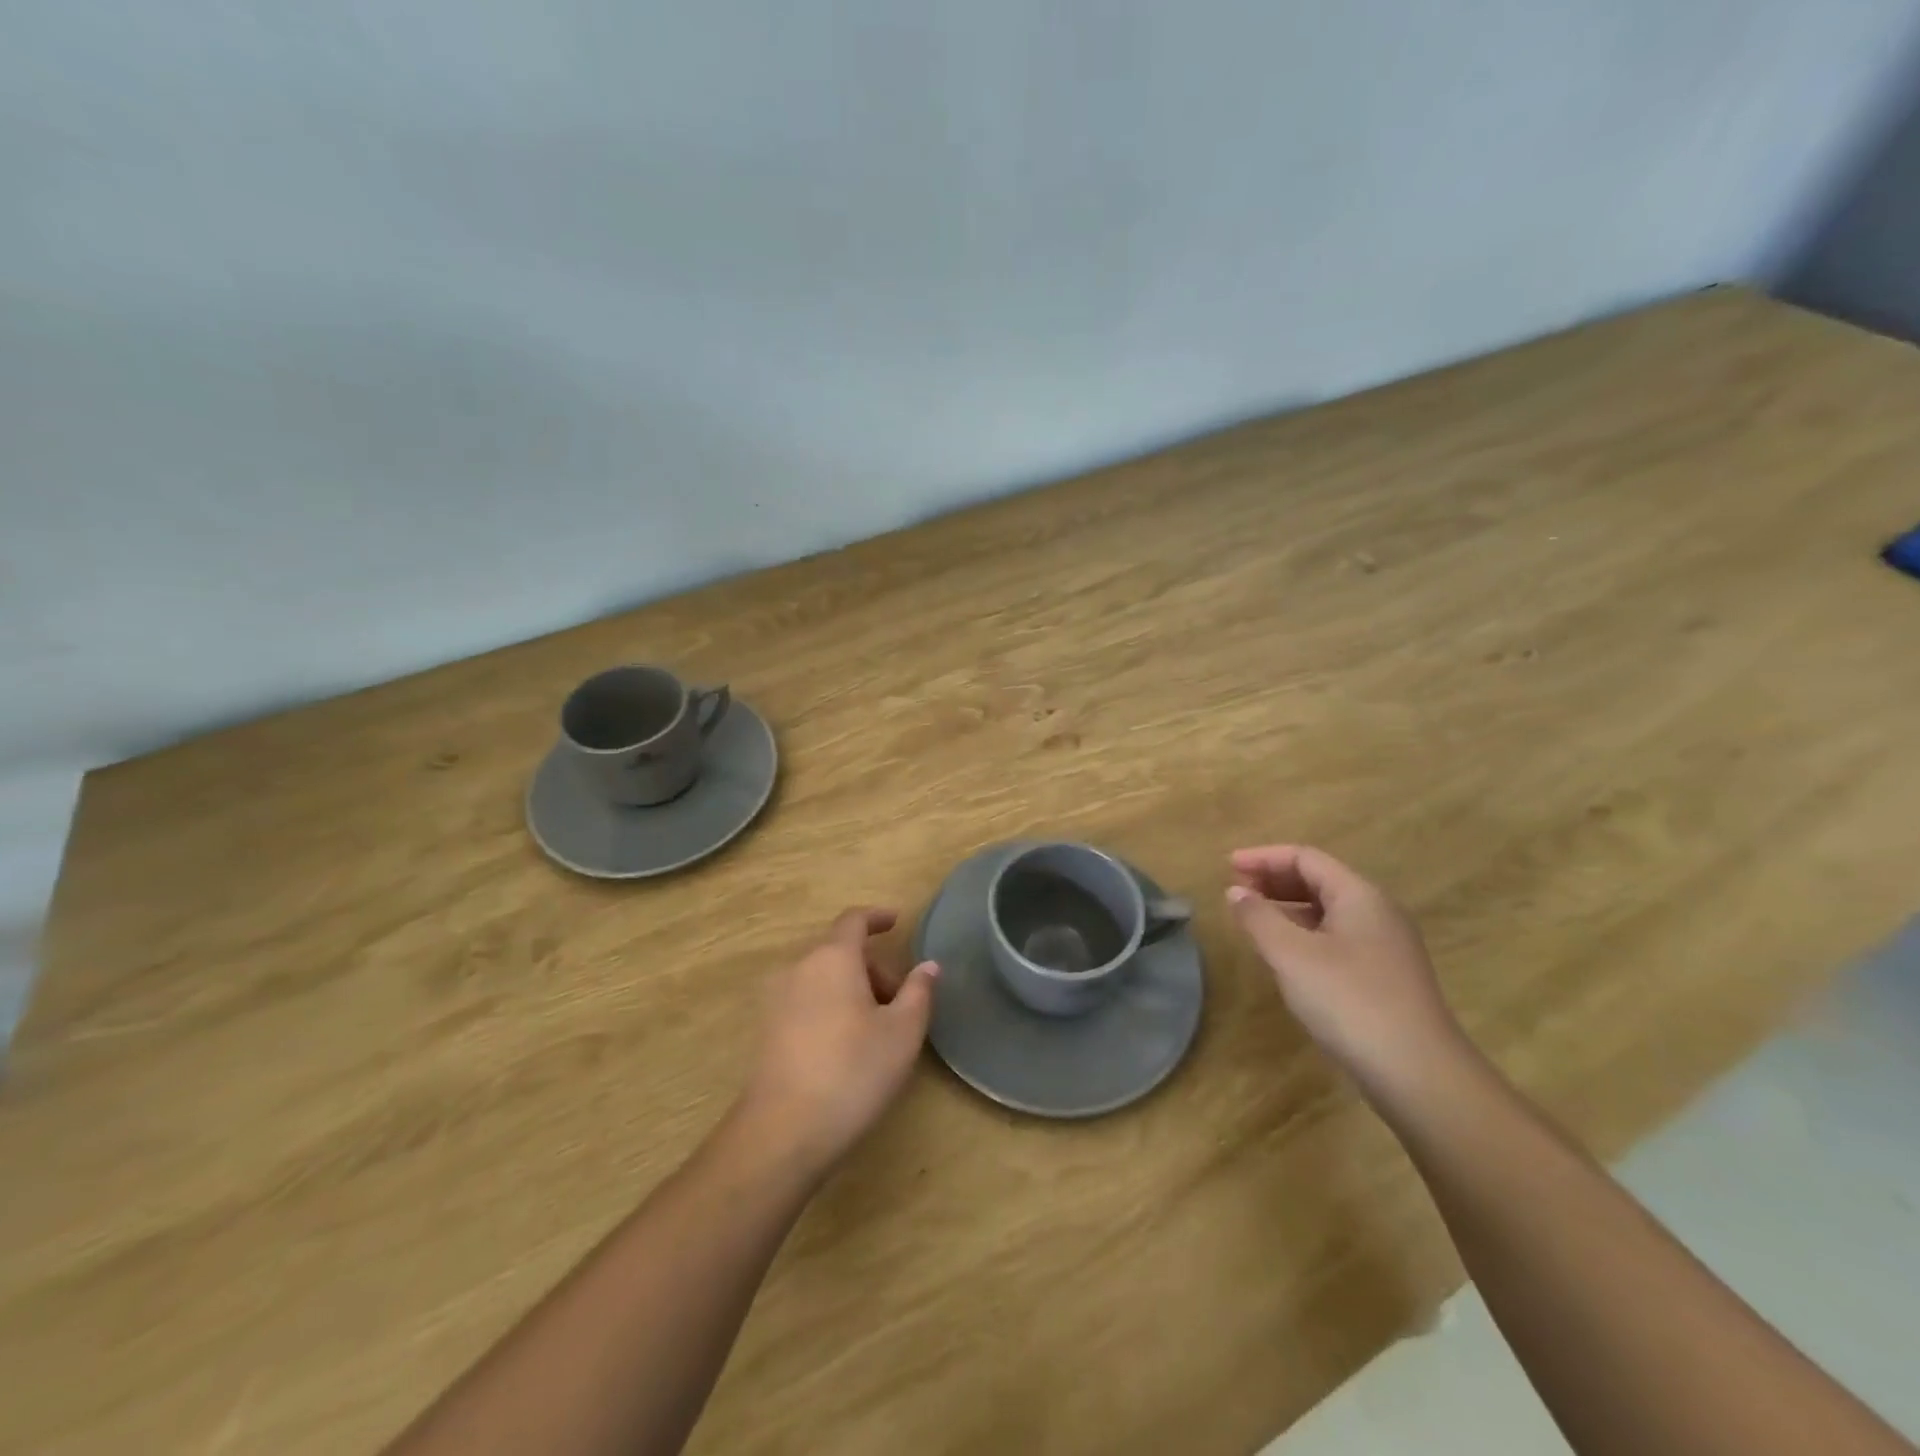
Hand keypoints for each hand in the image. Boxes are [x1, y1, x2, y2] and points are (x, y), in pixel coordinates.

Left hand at [739, 908, 937, 1176]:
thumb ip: (919, 992)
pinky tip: (845, 1048)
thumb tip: (928, 966)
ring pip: (822, 978)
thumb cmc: (852, 1072)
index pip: (854, 920)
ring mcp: (776, 1000)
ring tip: (876, 1030)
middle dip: (873, 967)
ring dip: (852, 990)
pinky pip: (806, 1001)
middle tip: (899, 1002)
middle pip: (840, 952)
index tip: (896, 922)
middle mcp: (799, 968)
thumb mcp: (902, 1032)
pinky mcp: (766, 1031)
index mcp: (832, 958)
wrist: (782, 1133)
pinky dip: (830, 1007)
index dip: (877, 917)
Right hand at [1226, 845, 1466, 1098]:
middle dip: (1274, 880)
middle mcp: (1377, 913)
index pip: (1305, 858)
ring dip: (1287, 908)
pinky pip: (1337, 937)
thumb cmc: (1350, 1001)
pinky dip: (1304, 934)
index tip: (1226, 866)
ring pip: (1328, 911)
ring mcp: (1386, 946)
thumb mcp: (1291, 955)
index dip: (1263, 857)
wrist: (1419, 1075)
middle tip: (1236, 890)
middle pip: (1319, 880)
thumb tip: (1236, 890)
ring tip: (1253, 920)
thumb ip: (1259, 917)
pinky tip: (1286, 956)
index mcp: (1359, 896)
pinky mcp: (1385, 977)